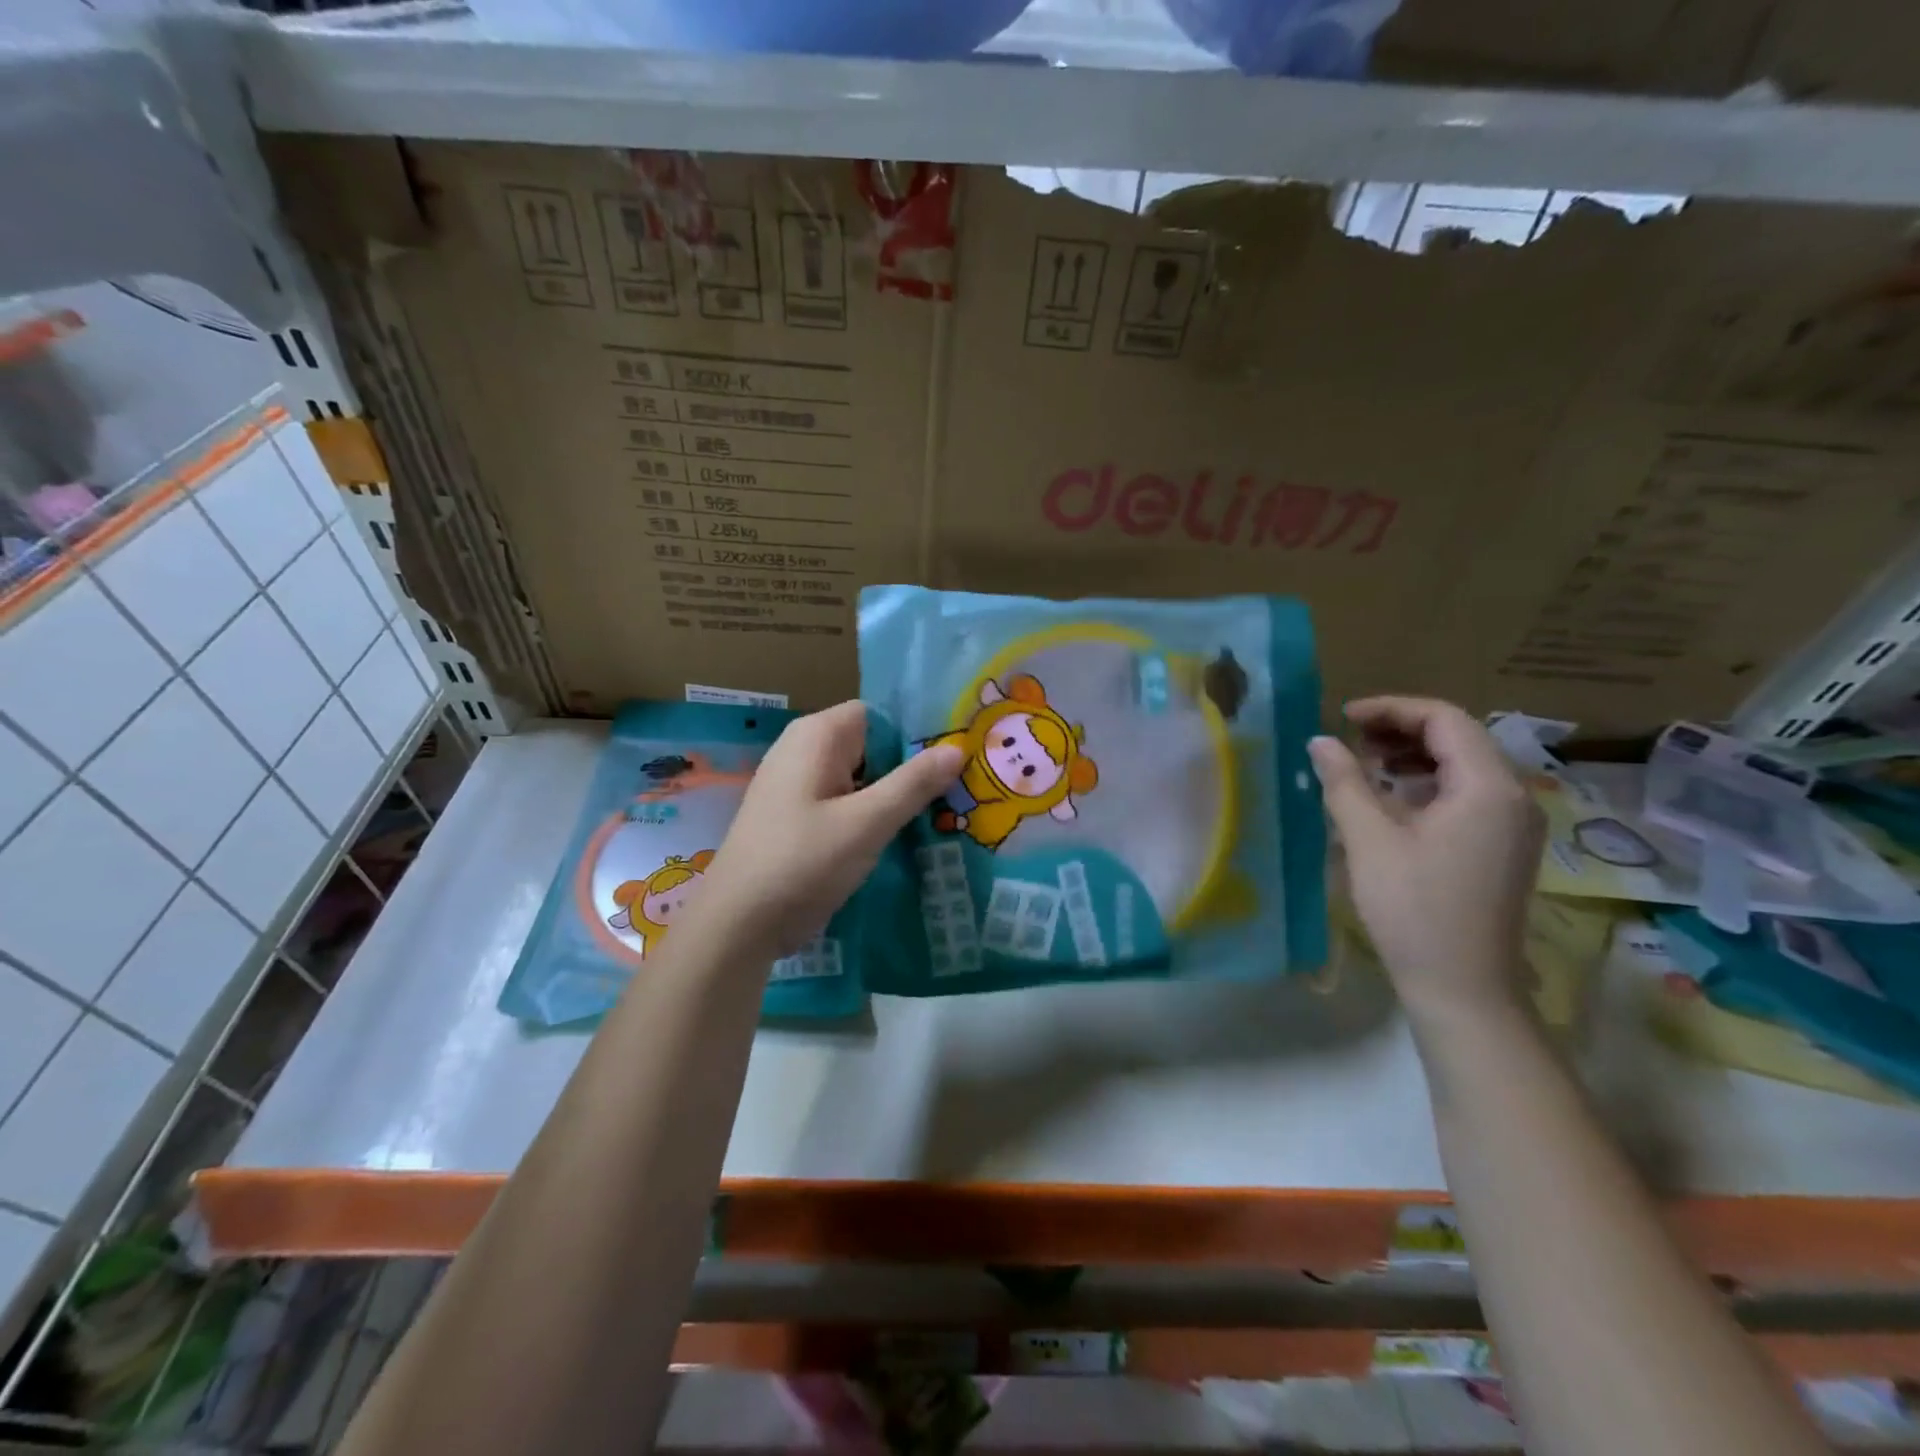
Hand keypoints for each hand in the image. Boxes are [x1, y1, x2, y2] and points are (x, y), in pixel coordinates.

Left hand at [697, 701, 962, 956]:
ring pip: (860, 777)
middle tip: (957, 793)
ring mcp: (797, 784)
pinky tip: (901, 837)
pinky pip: (844, 801)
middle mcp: (803, 749)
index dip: (916, 735)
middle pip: (872, 745)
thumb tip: (957, 747)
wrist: (739, 924)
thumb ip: (913, 783)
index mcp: (817, 735)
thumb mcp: (867, 823)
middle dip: (910, 768)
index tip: (955, 762)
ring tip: (940, 816)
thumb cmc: (803, 863)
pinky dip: (871, 814)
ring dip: (893, 796)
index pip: (880, 715)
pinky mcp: (797, 815)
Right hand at [1308, 697, 1543, 1030]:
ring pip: (1464, 765)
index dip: (1391, 709)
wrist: (1462, 987)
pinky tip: (1392, 800)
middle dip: (1401, 730)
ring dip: (1414, 755)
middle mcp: (1513, 797)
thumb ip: (1345, 782)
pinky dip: (1428, 783)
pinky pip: (1468, 794)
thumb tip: (1320, 741)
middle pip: (1458, 737)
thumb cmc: (1414, 909)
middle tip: (1350, 740)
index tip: (1343, 717)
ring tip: (1365, 767)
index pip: (1444, 719)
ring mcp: (1513, 823)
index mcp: (1488, 788)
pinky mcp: (1504, 845)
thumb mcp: (1370, 839)